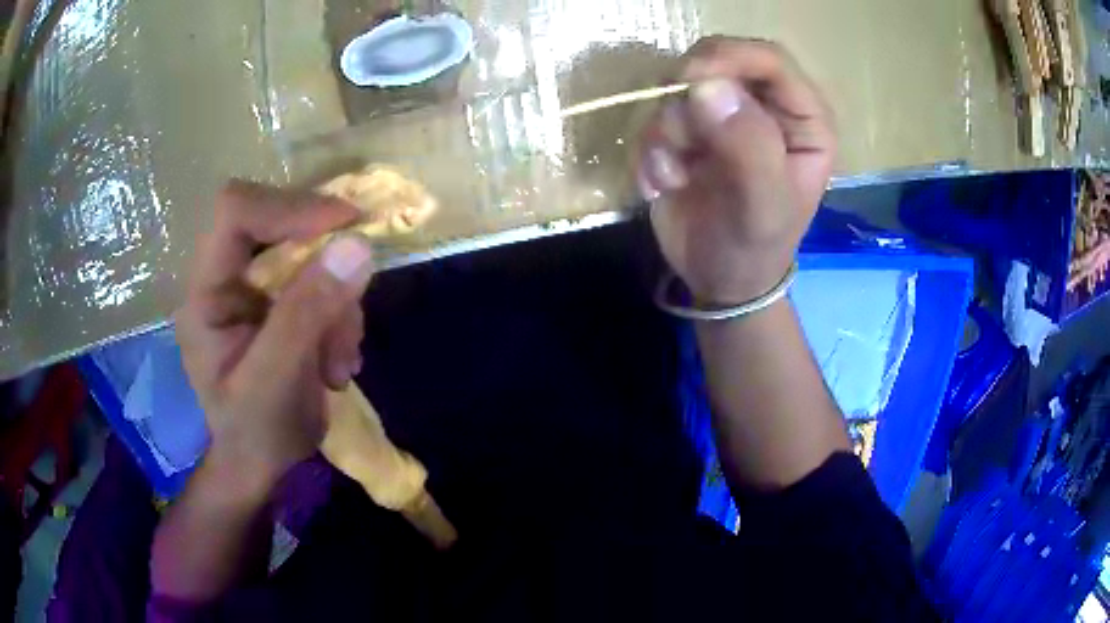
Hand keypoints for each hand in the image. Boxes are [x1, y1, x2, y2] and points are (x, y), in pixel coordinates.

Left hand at [175, 181, 373, 491]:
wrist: (260, 462)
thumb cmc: (256, 433)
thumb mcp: (277, 382)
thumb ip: (306, 314)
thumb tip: (356, 245)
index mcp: (205, 293)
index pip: (235, 213)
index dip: (289, 206)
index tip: (346, 225)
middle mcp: (225, 278)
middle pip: (277, 224)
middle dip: (322, 264)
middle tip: (351, 302)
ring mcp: (252, 287)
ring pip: (308, 254)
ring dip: (337, 302)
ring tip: (340, 361)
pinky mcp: (278, 299)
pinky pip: (322, 279)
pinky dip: (341, 314)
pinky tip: (338, 360)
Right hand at [637, 38, 836, 302]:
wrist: (719, 281)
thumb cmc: (755, 249)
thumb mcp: (763, 207)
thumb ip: (748, 147)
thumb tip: (707, 88)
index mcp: (803, 118)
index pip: (769, 59)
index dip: (730, 58)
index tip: (690, 80)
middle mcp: (764, 107)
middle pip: (718, 61)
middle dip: (688, 95)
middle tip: (679, 138)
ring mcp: (723, 115)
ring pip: (678, 88)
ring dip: (667, 133)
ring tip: (676, 178)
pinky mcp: (688, 130)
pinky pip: (655, 116)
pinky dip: (650, 150)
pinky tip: (662, 184)